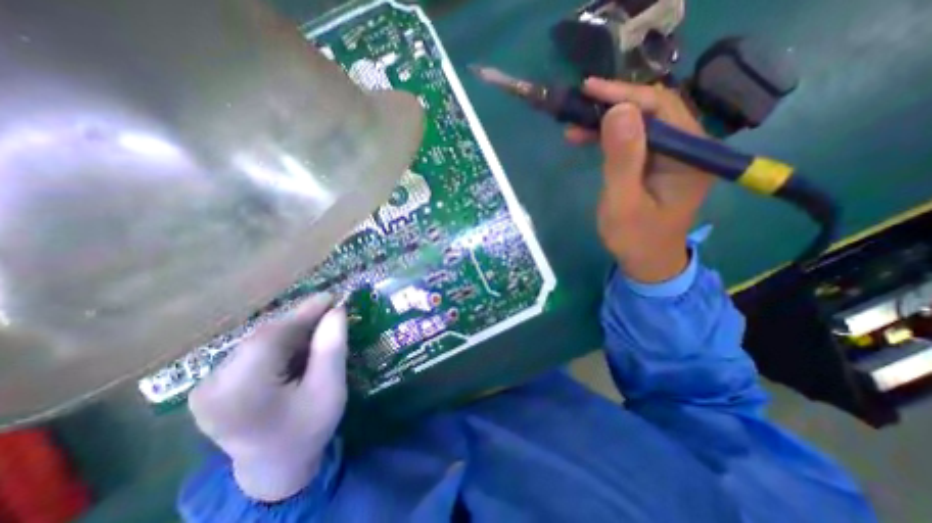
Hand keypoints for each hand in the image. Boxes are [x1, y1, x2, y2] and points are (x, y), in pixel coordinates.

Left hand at [187, 294, 349, 502]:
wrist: (275, 466)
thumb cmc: (308, 429)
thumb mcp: (330, 390)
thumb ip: (332, 348)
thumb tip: (336, 311)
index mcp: (241, 394)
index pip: (271, 338)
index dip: (303, 312)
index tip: (331, 296)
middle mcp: (213, 386)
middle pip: (263, 336)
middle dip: (300, 321)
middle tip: (330, 313)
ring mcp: (207, 385)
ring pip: (258, 340)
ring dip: (291, 331)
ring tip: (318, 330)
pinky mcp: (212, 383)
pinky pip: (253, 349)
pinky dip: (279, 342)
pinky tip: (298, 346)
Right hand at [568, 78, 714, 280]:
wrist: (647, 263)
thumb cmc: (634, 238)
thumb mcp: (623, 202)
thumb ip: (622, 159)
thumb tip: (618, 111)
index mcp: (690, 156)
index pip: (661, 108)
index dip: (624, 95)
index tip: (589, 90)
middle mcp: (689, 148)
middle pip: (654, 110)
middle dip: (614, 105)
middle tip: (579, 107)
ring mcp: (674, 155)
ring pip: (642, 123)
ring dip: (608, 121)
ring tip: (575, 127)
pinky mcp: (658, 164)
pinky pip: (636, 140)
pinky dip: (610, 137)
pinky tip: (588, 139)